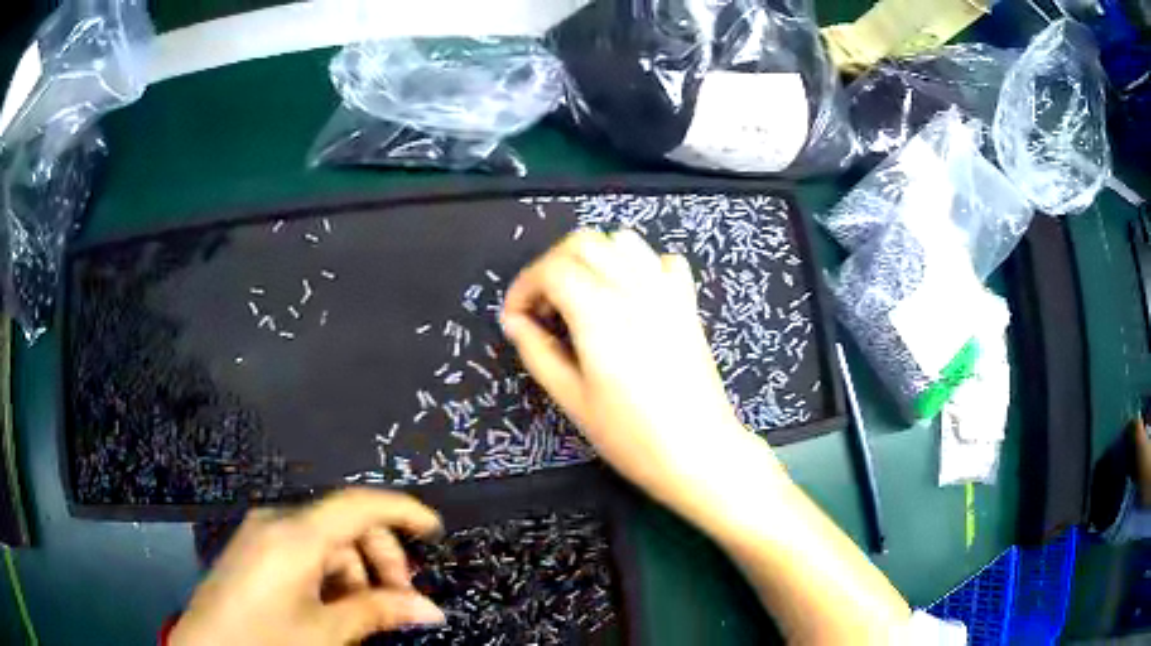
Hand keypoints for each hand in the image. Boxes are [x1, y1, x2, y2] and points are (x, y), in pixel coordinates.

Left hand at [170, 489, 445, 645]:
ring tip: (366, 610)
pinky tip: (335, 604)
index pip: (358, 504)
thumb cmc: (267, 640)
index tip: (434, 529)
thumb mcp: (327, 631)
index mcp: (294, 535)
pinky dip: (329, 572)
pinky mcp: (253, 549)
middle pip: (344, 521)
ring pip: (325, 538)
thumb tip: (430, 610)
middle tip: (400, 599)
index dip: (402, 510)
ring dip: (356, 569)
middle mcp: (277, 522)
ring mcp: (261, 533)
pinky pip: (303, 548)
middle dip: (380, 556)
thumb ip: (378, 612)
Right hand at [502, 230, 780, 517]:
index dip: (524, 287)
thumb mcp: (572, 398)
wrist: (699, 452)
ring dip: (592, 259)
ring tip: (581, 298)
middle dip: (551, 266)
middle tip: (543, 308)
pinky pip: (661, 261)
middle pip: (584, 243)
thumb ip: (537, 352)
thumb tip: (515, 322)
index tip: (516, 318)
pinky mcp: (687, 304)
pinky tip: (629, 298)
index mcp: (600, 312)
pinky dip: (638, 266)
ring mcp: (666, 292)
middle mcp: (634, 288)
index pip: (552, 269)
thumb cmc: (631, 435)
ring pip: (622, 242)